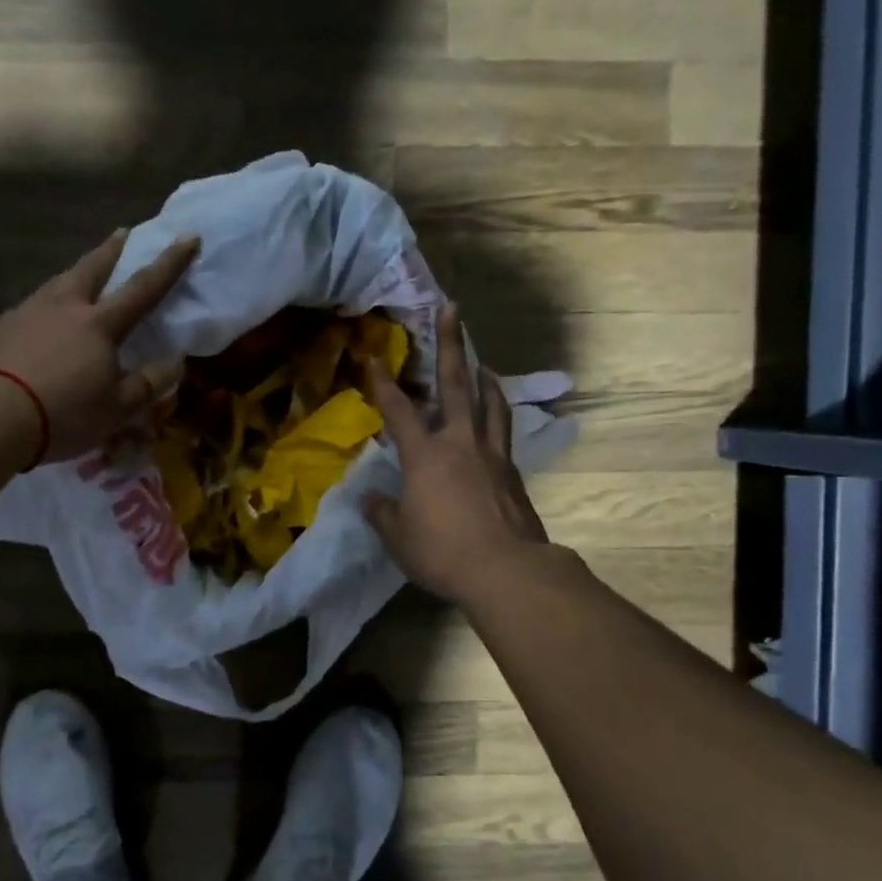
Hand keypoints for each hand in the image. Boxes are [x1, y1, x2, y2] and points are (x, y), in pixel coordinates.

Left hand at [0, 229, 200, 462]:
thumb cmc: (63, 414)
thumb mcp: (116, 409)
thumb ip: (148, 383)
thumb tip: (177, 362)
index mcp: (99, 324)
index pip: (143, 288)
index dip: (169, 263)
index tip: (187, 236)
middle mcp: (64, 307)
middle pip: (92, 267)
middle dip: (112, 249)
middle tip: (123, 232)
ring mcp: (27, 313)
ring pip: (58, 282)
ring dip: (75, 272)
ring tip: (81, 273)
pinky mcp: (0, 328)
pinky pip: (32, 306)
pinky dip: (46, 303)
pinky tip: (41, 318)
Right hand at [362, 303, 550, 603]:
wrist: (506, 571)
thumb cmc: (442, 552)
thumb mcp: (398, 537)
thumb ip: (382, 513)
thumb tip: (368, 499)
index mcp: (425, 456)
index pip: (398, 410)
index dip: (383, 383)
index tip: (374, 357)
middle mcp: (460, 443)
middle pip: (456, 384)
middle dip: (450, 344)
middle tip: (451, 309)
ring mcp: (492, 455)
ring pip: (490, 402)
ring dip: (484, 377)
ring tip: (481, 362)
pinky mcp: (513, 472)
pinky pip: (503, 431)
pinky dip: (497, 414)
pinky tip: (494, 418)